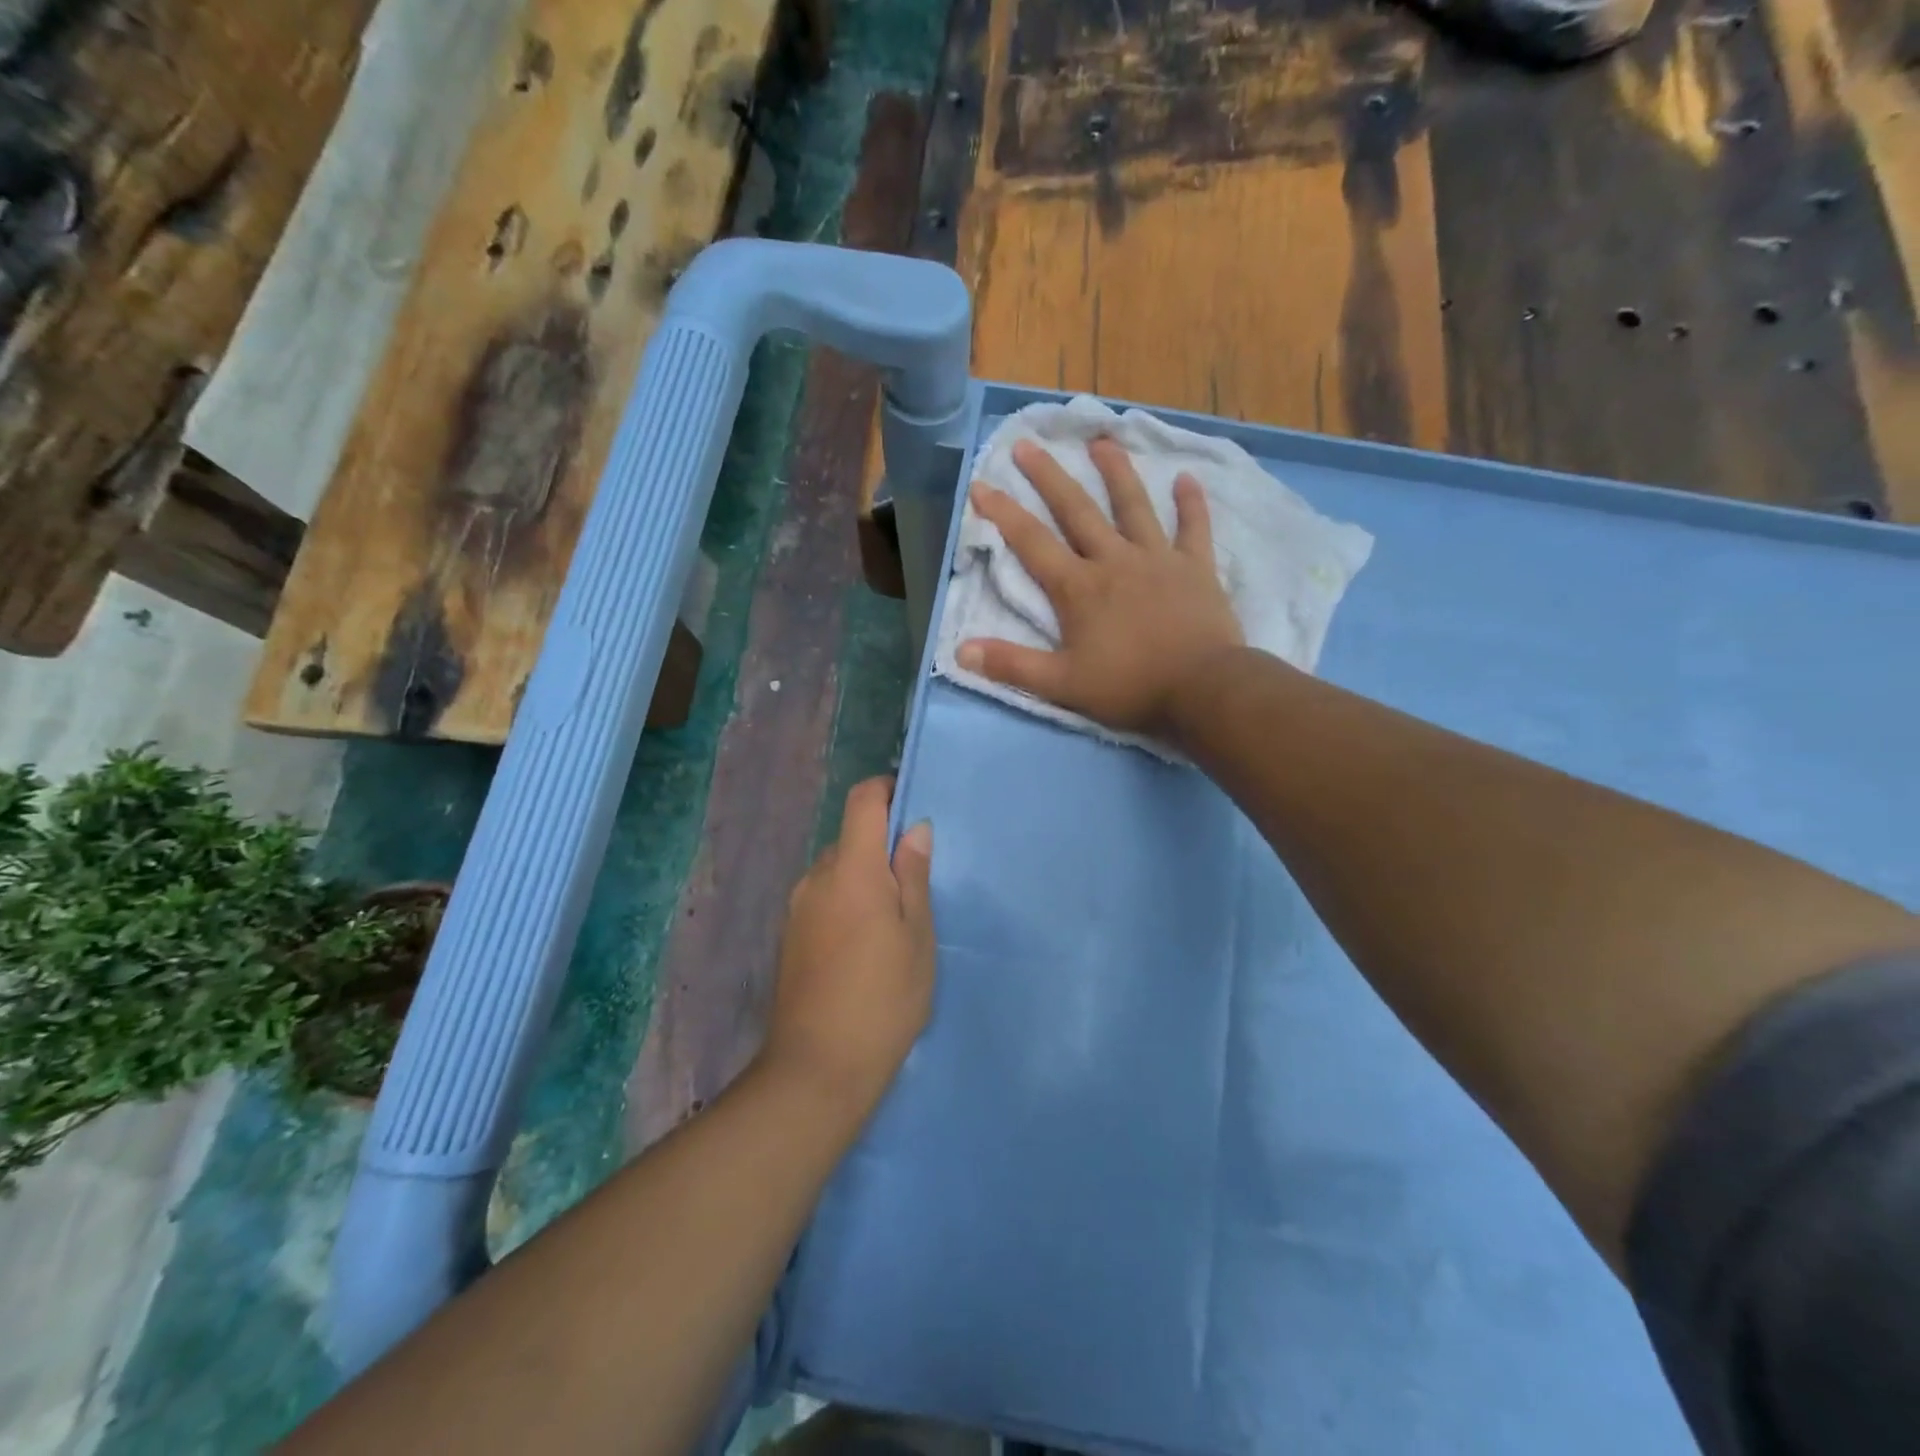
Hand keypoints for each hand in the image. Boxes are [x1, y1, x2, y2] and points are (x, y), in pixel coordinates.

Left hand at [762, 777, 934, 1120]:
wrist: (817, 1068)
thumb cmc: (883, 998)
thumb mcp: (917, 936)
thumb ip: (914, 876)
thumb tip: (914, 829)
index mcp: (851, 869)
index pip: (862, 801)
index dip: (887, 789)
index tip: (913, 805)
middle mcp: (816, 878)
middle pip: (849, 837)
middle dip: (882, 845)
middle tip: (917, 880)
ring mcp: (797, 908)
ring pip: (836, 871)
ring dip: (864, 877)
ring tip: (895, 920)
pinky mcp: (789, 937)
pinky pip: (823, 898)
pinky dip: (847, 902)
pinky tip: (866, 944)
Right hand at [958, 438, 1244, 742]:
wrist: (1203, 688)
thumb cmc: (1129, 687)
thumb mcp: (1062, 684)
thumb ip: (1012, 665)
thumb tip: (960, 651)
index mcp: (1079, 588)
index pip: (1032, 543)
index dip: (1003, 513)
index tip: (981, 483)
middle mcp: (1114, 560)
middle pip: (1077, 510)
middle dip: (1049, 477)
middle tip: (1029, 443)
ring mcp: (1158, 559)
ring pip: (1133, 506)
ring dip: (1116, 472)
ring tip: (1102, 441)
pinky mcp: (1196, 568)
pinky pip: (1194, 528)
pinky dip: (1191, 504)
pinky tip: (1188, 478)